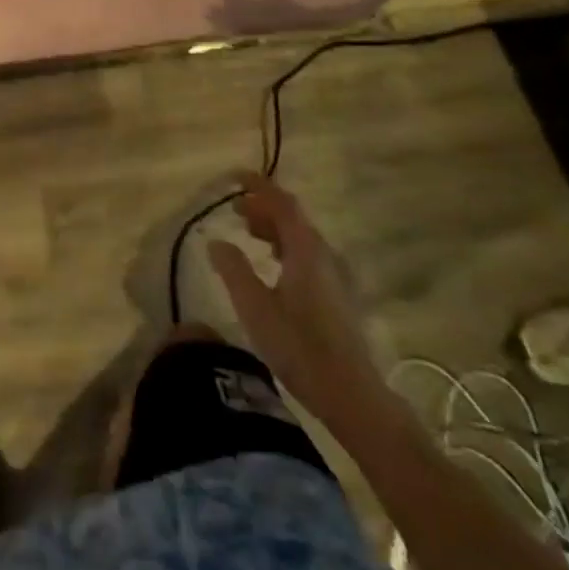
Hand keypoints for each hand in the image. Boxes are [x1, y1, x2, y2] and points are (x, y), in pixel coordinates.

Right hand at [208, 175, 388, 430]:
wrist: (351, 393)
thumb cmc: (299, 347)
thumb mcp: (255, 308)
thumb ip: (234, 270)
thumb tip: (217, 241)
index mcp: (306, 251)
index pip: (283, 204)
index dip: (260, 186)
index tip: (236, 176)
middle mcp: (324, 255)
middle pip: (293, 218)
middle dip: (264, 206)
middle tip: (235, 208)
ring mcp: (335, 276)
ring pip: (301, 237)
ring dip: (274, 227)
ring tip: (247, 231)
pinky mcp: (337, 295)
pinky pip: (307, 254)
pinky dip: (285, 246)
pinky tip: (272, 264)